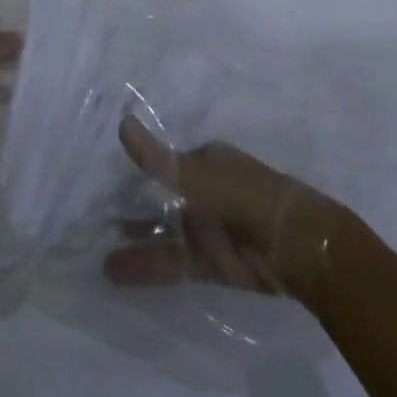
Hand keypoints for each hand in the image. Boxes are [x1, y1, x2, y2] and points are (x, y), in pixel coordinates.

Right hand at [102, 116, 344, 308]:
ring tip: (94, 255)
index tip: (101, 184)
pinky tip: (115, 272)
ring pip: (165, 233)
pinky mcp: (214, 263)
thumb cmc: (251, 201)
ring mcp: (211, 228)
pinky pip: (174, 262)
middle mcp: (207, 191)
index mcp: (208, 160)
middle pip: (162, 200)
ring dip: (135, 242)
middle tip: (91, 222)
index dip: (134, 173)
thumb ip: (160, 159)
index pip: (163, 163)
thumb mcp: (202, 178)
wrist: (306, 251)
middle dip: (131, 211)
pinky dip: (147, 266)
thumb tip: (122, 123)